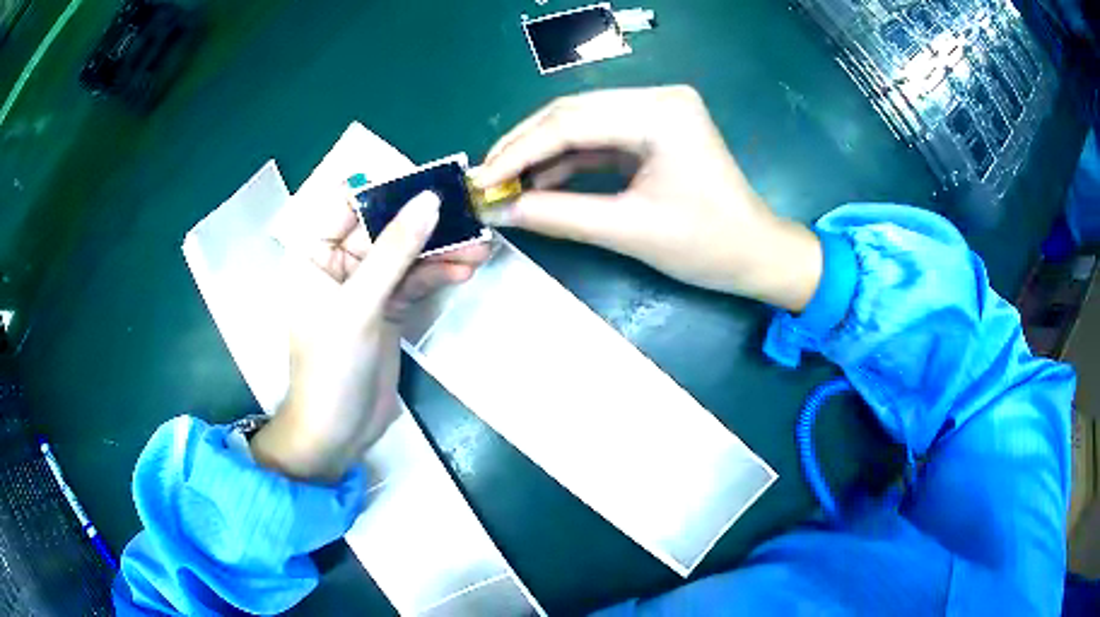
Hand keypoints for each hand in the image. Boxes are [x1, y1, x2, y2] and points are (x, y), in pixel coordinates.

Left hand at [252, 191, 489, 482]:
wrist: (337, 433)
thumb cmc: (330, 368)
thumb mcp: (359, 306)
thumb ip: (394, 251)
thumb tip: (430, 200)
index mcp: (314, 254)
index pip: (350, 204)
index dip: (390, 189)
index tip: (434, 180)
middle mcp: (338, 263)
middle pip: (385, 228)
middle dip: (426, 223)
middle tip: (469, 213)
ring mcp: (365, 287)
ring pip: (405, 255)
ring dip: (440, 250)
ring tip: (480, 246)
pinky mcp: (386, 309)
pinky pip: (414, 281)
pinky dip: (439, 275)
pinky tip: (467, 268)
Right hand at [472, 86, 821, 311]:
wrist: (756, 254)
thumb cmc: (707, 245)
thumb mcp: (629, 230)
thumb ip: (558, 215)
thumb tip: (498, 212)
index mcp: (660, 113)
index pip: (572, 123)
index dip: (519, 151)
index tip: (480, 180)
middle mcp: (656, 98)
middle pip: (571, 114)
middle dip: (523, 146)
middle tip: (484, 179)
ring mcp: (655, 111)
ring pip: (580, 124)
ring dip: (540, 152)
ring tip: (502, 181)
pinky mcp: (652, 129)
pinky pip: (597, 138)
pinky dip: (565, 159)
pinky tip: (536, 179)